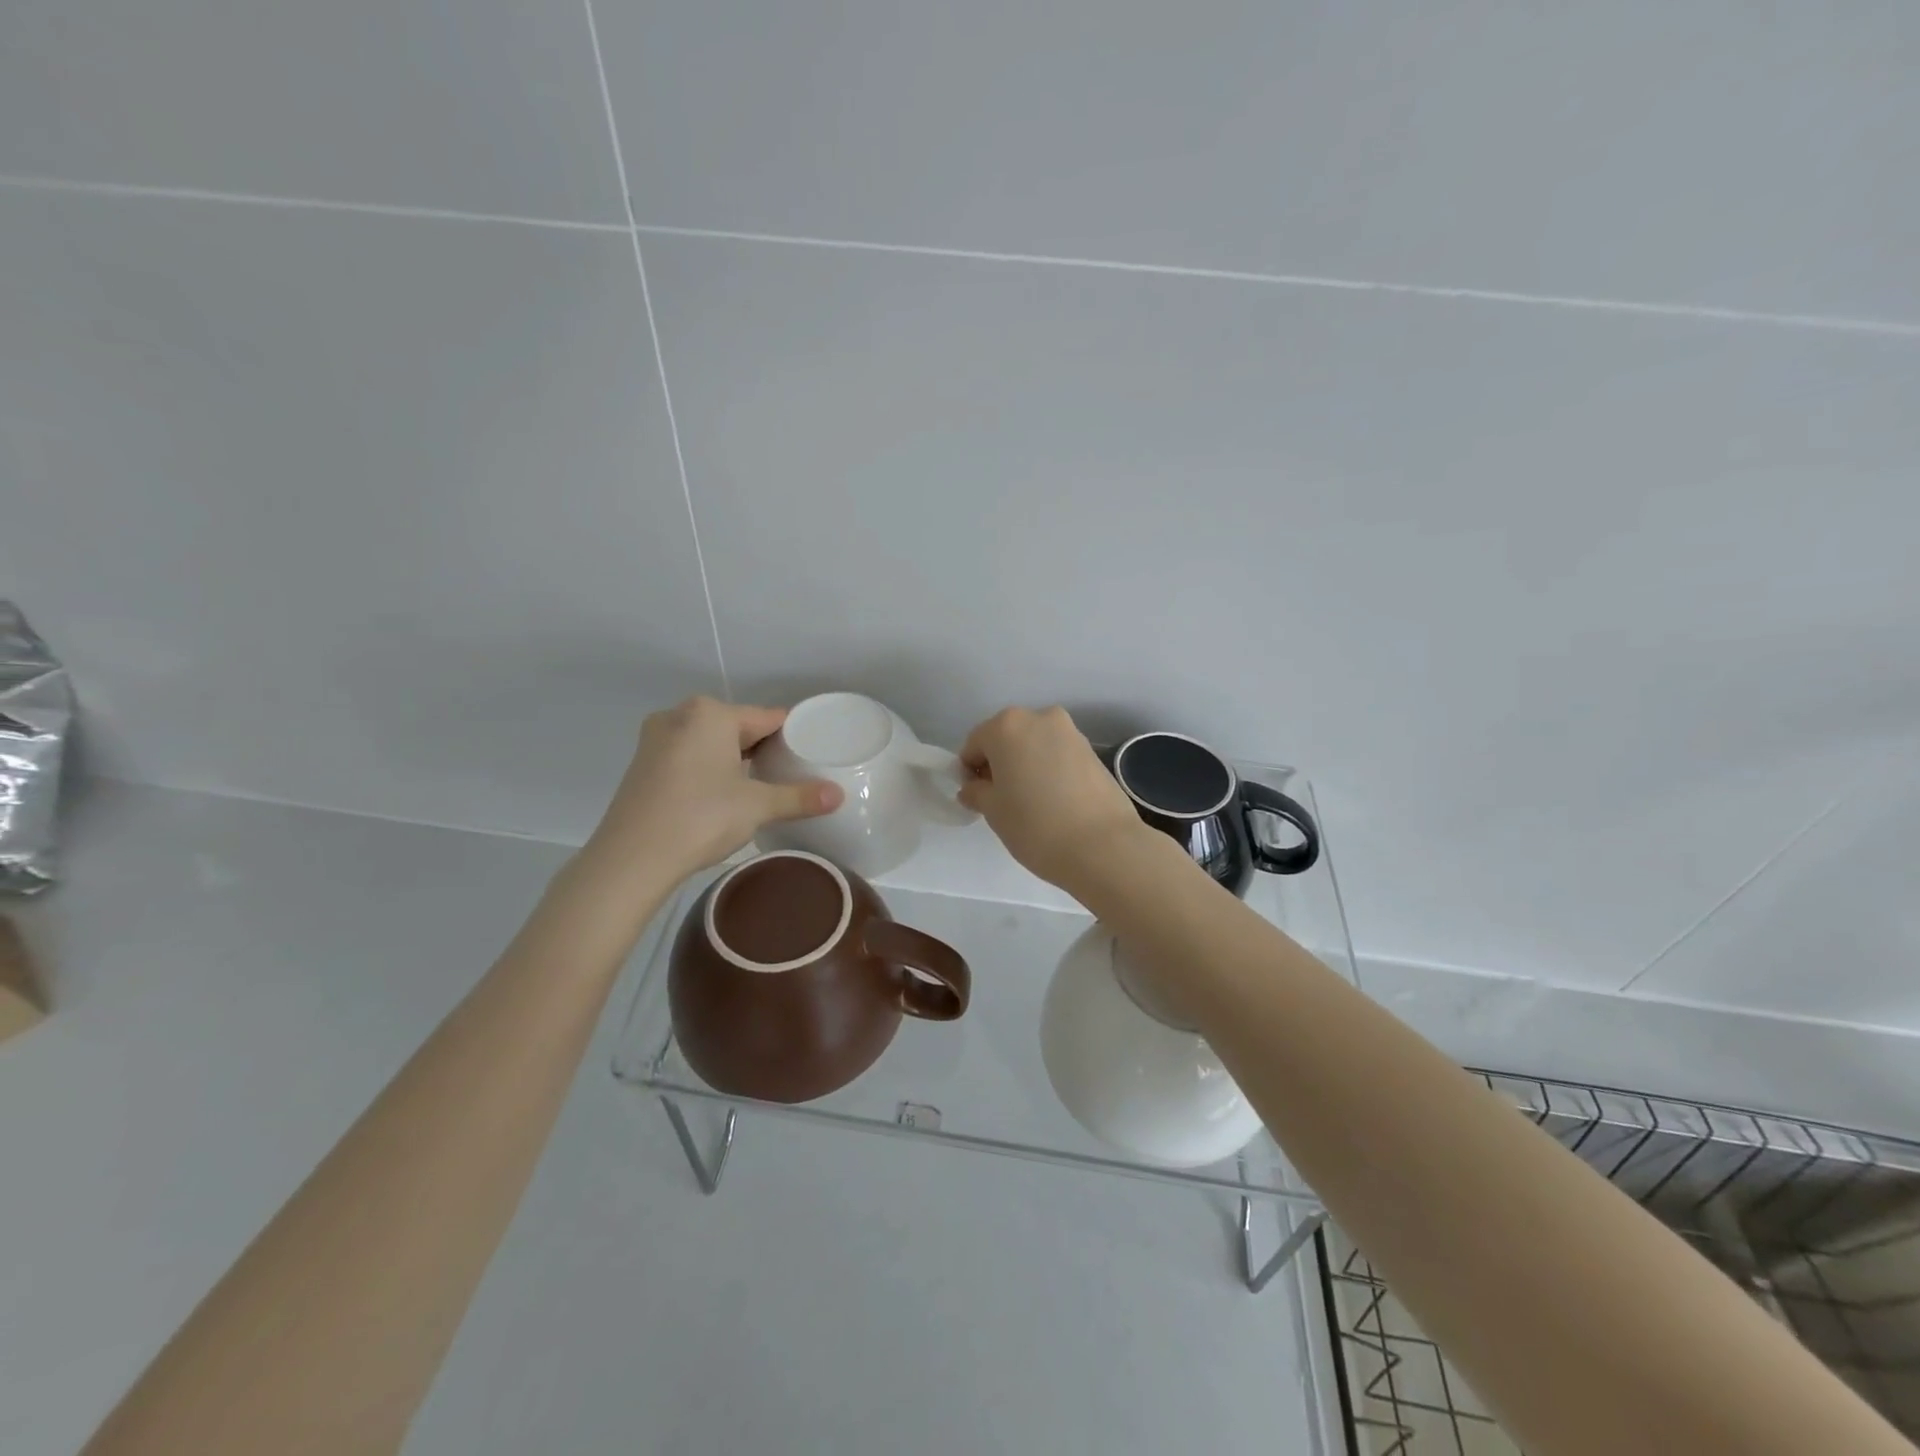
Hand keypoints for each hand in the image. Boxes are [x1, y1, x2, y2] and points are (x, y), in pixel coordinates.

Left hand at [583, 697, 842, 885]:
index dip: (792, 737)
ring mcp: (656, 739)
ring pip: (710, 742)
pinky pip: (688, 756)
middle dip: (762, 749)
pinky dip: (708, 769)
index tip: (810, 756)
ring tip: (759, 787)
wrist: (631, 859)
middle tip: (789, 775)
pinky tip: (721, 796)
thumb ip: (800, 797)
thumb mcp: (757, 806)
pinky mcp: (642, 764)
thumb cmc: (700, 818)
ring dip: (733, 760)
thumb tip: (840, 795)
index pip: (766, 718)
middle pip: (737, 727)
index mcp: (710, 713)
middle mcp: (680, 716)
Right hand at [958, 706, 1147, 892]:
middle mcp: (1039, 718)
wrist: (1103, 846)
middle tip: (1002, 799)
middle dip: (999, 763)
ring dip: (1026, 765)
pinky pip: (1058, 755)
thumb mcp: (993, 811)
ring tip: (1031, 802)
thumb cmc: (1035, 825)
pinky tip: (1054, 801)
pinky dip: (1049, 770)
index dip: (969, 770)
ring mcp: (1070, 732)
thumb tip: (974, 788)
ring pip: (1035, 745)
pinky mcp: (1093, 751)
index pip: (975, 743)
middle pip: (1007, 738)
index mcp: (1007, 726)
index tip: (975, 797)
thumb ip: (977, 792)